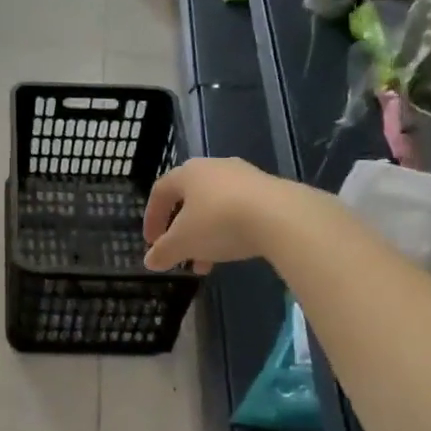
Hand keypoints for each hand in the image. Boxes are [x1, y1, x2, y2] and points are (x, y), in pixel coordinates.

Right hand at [143, 157, 287, 273]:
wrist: (280, 216)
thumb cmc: (218, 222)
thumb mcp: (183, 243)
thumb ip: (163, 252)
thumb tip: (150, 261)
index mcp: (188, 173)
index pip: (160, 191)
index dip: (152, 218)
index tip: (152, 243)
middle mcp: (215, 167)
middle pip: (190, 199)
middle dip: (182, 231)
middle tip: (180, 254)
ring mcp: (245, 176)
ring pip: (215, 207)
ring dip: (206, 234)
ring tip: (207, 263)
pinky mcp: (270, 190)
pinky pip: (240, 210)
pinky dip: (230, 230)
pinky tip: (234, 250)